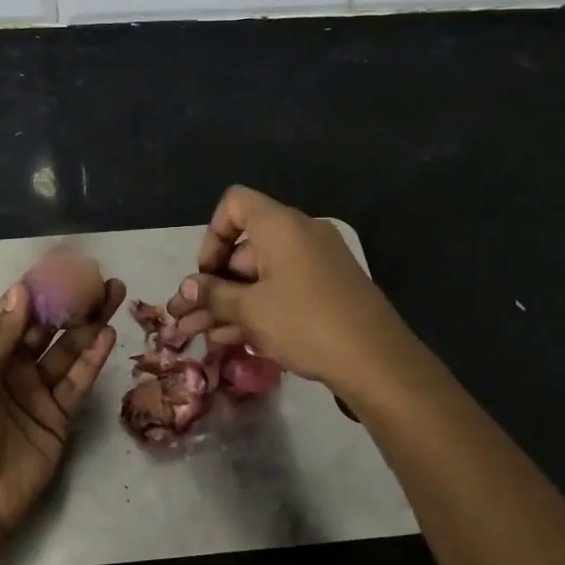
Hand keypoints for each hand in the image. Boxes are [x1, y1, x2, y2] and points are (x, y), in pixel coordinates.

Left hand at [0, 276, 121, 540]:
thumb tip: (22, 290)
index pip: (15, 311)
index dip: (38, 287)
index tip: (65, 263)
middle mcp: (12, 367)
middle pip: (47, 326)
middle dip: (71, 301)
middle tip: (99, 278)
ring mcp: (37, 392)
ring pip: (68, 349)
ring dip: (89, 322)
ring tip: (113, 294)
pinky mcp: (59, 417)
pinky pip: (78, 381)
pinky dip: (93, 358)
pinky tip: (108, 334)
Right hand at [164, 185, 413, 392]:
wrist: (377, 361)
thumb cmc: (306, 324)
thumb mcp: (251, 310)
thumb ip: (214, 295)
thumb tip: (187, 287)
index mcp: (281, 225)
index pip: (235, 204)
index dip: (213, 235)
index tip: (206, 274)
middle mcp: (300, 235)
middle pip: (244, 247)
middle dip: (213, 284)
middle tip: (187, 317)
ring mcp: (316, 263)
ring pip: (260, 276)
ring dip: (229, 303)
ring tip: (199, 335)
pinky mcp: (327, 290)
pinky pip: (282, 289)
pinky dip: (257, 308)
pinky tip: (231, 340)